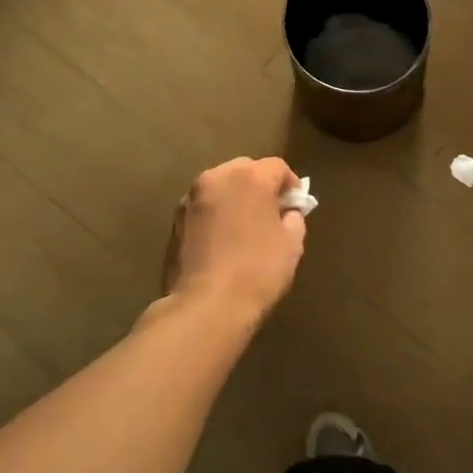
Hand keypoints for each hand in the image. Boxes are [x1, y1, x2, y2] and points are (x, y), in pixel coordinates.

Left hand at [165, 157, 307, 317]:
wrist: (208, 305)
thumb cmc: (258, 270)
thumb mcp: (292, 244)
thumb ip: (293, 218)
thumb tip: (287, 213)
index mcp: (250, 177)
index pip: (277, 167)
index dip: (291, 185)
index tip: (296, 206)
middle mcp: (217, 177)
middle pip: (245, 169)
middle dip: (260, 185)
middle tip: (271, 212)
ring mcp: (191, 197)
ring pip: (220, 186)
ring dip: (235, 197)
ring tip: (245, 225)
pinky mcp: (175, 219)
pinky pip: (204, 206)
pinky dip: (216, 213)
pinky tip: (223, 238)